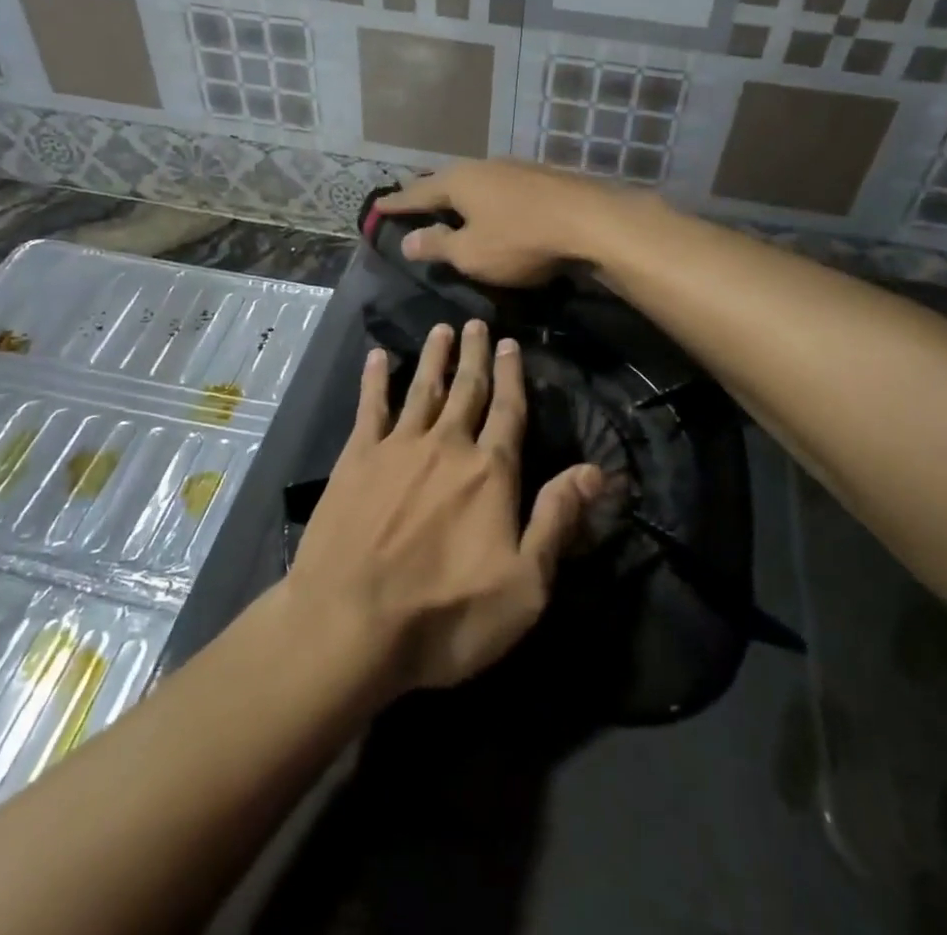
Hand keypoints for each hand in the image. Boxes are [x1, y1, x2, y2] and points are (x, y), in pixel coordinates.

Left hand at [288, 319, 604, 694]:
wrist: (351, 625)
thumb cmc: (446, 614)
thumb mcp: (524, 585)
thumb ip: (558, 520)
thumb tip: (596, 470)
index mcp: (489, 472)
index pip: (509, 411)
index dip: (512, 375)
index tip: (511, 343)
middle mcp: (447, 446)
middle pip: (467, 389)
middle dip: (475, 354)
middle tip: (476, 322)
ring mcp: (398, 448)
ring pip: (422, 389)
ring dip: (434, 357)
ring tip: (441, 329)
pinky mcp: (357, 459)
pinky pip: (370, 407)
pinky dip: (375, 380)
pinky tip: (377, 357)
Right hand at [376, 160, 624, 287]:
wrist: (590, 221)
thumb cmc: (520, 239)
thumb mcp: (471, 253)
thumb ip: (438, 246)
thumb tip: (409, 240)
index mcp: (459, 182)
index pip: (418, 193)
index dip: (397, 204)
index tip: (376, 206)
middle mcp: (483, 166)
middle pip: (447, 180)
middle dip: (428, 192)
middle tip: (411, 199)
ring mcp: (516, 169)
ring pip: (477, 181)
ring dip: (461, 194)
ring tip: (451, 204)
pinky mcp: (542, 178)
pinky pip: (501, 188)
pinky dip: (488, 198)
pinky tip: (494, 206)